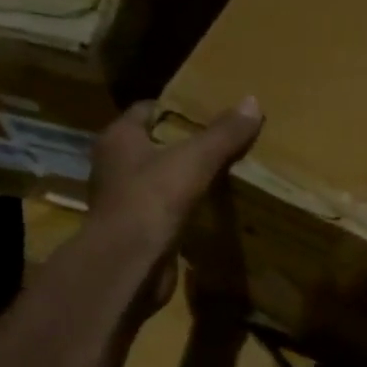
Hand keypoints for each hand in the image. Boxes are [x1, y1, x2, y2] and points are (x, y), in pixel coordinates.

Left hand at [80, 97, 262, 320]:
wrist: (129, 265)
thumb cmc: (152, 201)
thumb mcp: (195, 160)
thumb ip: (223, 134)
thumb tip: (253, 102)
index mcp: (119, 139)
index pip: (147, 110)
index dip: (177, 109)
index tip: (209, 112)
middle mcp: (114, 166)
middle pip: (153, 146)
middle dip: (185, 145)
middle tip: (223, 143)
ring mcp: (123, 201)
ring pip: (159, 180)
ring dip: (184, 179)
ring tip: (222, 175)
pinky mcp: (136, 231)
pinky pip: (164, 212)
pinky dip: (184, 210)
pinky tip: (210, 211)